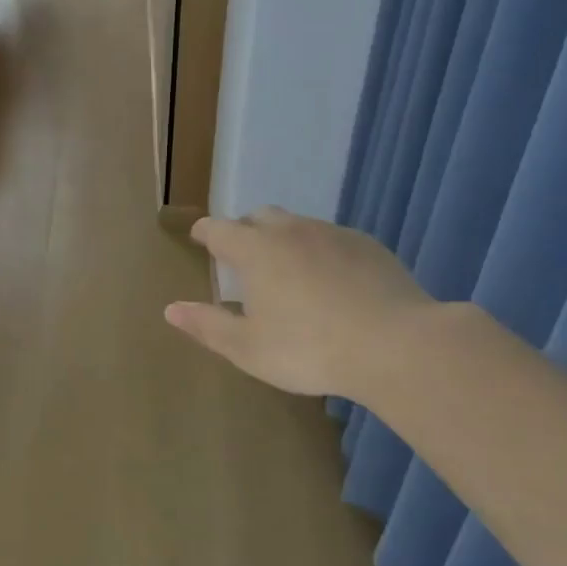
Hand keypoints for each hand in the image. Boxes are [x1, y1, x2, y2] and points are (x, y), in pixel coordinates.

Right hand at [165, 208, 436, 397]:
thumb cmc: (308, 349)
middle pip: (260, 217)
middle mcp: (291, 231)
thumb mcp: (247, 348)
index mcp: (255, 251)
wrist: (396, 345)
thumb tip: (171, 309)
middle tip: (242, 255)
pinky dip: (319, 251)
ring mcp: (333, 234)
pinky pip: (332, 239)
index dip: (205, 232)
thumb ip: (207, 325)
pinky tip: (330, 281)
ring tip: (287, 269)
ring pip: (298, 225)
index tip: (200, 237)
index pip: (219, 229)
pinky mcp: (368, 246)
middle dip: (245, 229)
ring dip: (284, 239)